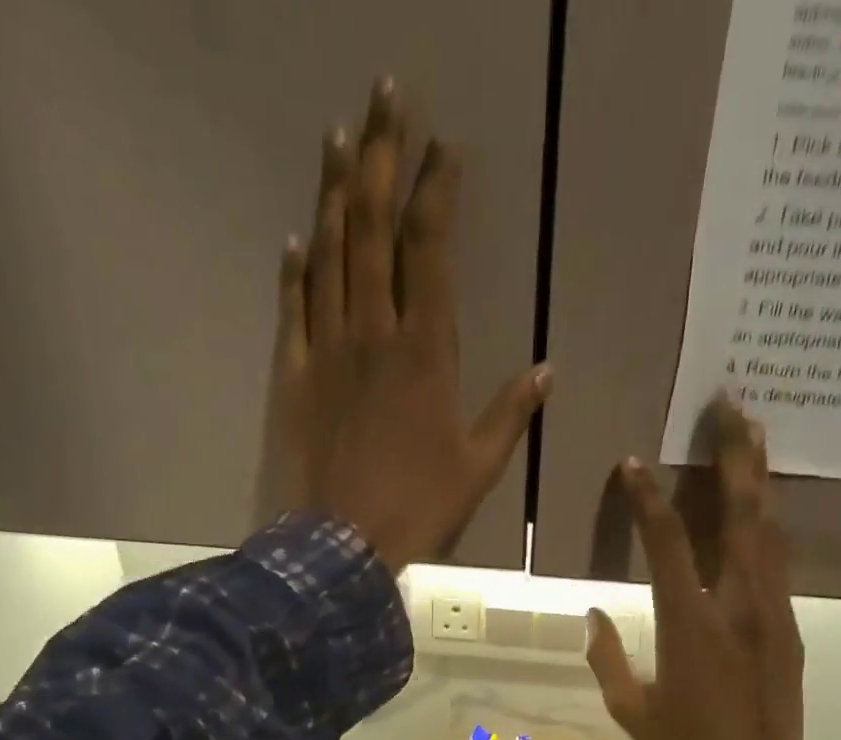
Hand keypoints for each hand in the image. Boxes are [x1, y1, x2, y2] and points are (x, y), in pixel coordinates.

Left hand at [268, 79, 550, 571]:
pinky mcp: (295, 376)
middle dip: (378, 156)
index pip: (428, 249)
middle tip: (382, 95)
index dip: (434, 191)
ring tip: (336, 137)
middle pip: (371, 228)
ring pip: (328, 255)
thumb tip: (546, 372)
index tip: (442, 146)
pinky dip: (296, 270)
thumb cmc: (420, 506)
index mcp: (425, 351)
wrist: (346, 542)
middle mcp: (373, 333)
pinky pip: (294, 309)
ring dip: (331, 192)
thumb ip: (510, 414)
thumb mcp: (479, 466)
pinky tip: (297, 238)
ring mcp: (327, 350)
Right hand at [585, 401, 804, 739]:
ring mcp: (772, 612)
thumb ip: (606, 661)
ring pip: (770, 531)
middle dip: (736, 456)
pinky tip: (763, 508)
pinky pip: (779, 563)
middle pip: (741, 516)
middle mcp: (737, 605)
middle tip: (732, 405)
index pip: (666, 546)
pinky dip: (768, 526)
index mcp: (690, 625)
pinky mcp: (790, 626)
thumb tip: (593, 616)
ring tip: (755, 433)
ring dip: (760, 479)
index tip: (633, 464)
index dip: (647, 500)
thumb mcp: (633, 713)